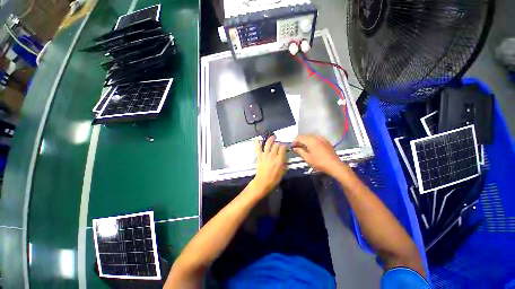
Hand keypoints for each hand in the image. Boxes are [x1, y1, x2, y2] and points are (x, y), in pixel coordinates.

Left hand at [252, 136, 286, 195]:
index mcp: (279, 159)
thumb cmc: (274, 178)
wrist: (263, 182)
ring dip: (271, 139)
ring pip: (268, 144)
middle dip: (279, 142)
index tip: (285, 146)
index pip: (283, 148)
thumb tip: (285, 156)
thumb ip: (285, 162)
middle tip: (280, 143)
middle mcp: (272, 155)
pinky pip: (258, 148)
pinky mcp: (259, 156)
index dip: (285, 145)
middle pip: (276, 145)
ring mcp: (265, 155)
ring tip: (273, 136)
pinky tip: (258, 138)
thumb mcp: (283, 171)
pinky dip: (257, 142)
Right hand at [292, 135, 344, 174]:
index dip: (294, 141)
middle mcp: (316, 137)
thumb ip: (300, 151)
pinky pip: (316, 138)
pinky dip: (311, 141)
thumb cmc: (319, 163)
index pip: (299, 137)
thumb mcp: (307, 158)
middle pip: (304, 136)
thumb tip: (294, 148)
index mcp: (310, 141)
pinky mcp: (326, 141)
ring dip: (305, 140)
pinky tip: (311, 147)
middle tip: (296, 147)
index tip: (292, 147)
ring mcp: (322, 138)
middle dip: (299, 140)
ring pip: (310, 136)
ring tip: (303, 147)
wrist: (334, 165)